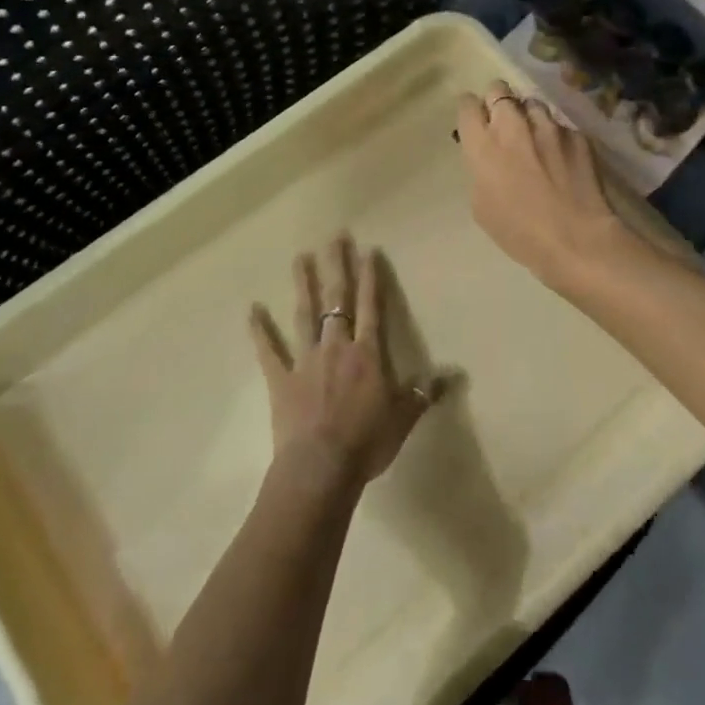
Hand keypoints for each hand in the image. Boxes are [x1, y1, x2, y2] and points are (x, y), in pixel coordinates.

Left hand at [249, 235, 438, 493]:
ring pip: (304, 314)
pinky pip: (268, 350)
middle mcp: (336, 347)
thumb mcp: (404, 418)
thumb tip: (452, 375)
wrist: (321, 468)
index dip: (370, 278)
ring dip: (303, 284)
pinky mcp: (281, 378)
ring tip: (301, 257)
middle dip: (337, 266)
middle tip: (335, 236)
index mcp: (367, 354)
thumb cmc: (367, 442)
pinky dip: (260, 330)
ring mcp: (305, 360)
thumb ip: (423, 393)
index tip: (368, 250)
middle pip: (337, 299)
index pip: (371, 307)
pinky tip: (253, 309)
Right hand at [455, 80, 632, 287]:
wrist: (574, 238)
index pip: (467, 104)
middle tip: (502, 123)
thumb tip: (489, 157)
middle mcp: (512, 125)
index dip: (470, 111)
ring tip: (536, 139)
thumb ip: (480, 169)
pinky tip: (562, 159)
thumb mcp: (481, 204)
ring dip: (529, 116)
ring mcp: (548, 126)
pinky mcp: (577, 134)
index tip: (475, 122)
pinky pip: (560, 126)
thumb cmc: (518, 231)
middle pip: (499, 89)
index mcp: (482, 144)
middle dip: (497, 101)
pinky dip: (557, 137)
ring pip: (532, 103)